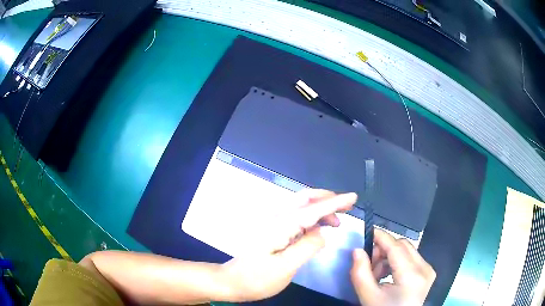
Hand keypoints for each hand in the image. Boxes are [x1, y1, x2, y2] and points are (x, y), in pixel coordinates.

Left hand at [218, 189, 356, 301]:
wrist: (231, 281)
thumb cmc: (257, 278)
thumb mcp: (286, 267)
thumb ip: (307, 247)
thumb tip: (323, 232)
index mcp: (281, 225)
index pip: (314, 209)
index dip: (335, 202)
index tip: (353, 197)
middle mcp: (277, 218)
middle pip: (305, 198)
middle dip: (328, 199)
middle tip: (347, 207)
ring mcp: (273, 223)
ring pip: (301, 207)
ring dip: (321, 209)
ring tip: (336, 223)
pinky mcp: (273, 230)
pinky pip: (296, 217)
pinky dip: (312, 218)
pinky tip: (318, 228)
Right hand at [351, 229, 435, 305]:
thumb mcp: (368, 297)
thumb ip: (360, 273)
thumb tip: (357, 250)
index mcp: (411, 276)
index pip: (396, 247)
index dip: (381, 237)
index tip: (367, 231)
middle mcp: (424, 268)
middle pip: (403, 245)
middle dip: (384, 249)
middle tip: (369, 263)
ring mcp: (428, 270)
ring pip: (407, 250)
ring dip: (389, 256)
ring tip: (377, 273)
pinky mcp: (428, 272)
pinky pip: (411, 257)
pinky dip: (397, 261)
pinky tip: (388, 275)